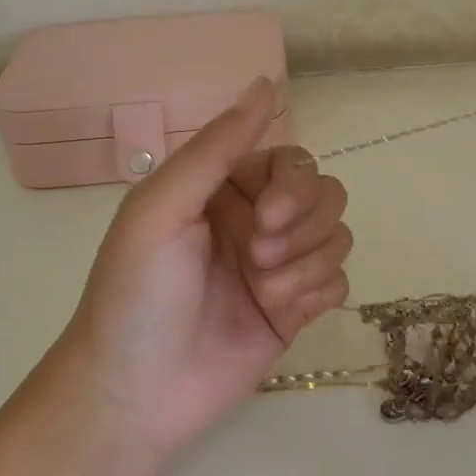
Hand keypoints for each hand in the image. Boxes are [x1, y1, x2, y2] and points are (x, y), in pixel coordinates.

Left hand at [58, 77, 351, 454]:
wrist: (135, 394)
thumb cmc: (138, 293)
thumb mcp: (163, 207)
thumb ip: (217, 146)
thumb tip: (267, 81)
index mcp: (225, 189)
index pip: (292, 161)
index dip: (293, 187)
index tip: (265, 219)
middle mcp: (257, 220)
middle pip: (326, 195)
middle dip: (302, 228)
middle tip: (257, 260)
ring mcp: (280, 266)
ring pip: (338, 237)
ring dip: (307, 264)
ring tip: (265, 293)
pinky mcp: (297, 310)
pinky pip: (340, 282)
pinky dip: (318, 293)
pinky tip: (282, 312)